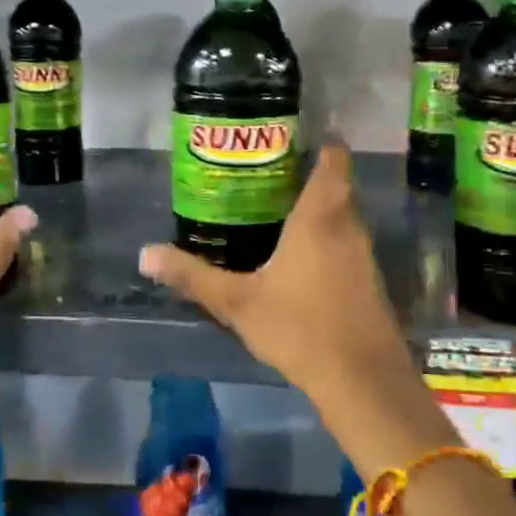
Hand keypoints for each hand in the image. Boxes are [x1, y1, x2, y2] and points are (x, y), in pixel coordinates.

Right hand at [138, 143, 414, 401]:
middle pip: (337, 185)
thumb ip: (192, 276)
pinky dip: (327, 238)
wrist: (362, 380)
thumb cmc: (299, 327)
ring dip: (319, 209)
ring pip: (343, 216)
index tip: (293, 136)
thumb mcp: (237, 302)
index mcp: (320, 216)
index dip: (322, 141)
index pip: (333, 159)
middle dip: (308, 175)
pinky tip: (300, 257)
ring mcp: (364, 255)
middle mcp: (348, 226)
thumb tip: (145, 254)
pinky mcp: (370, 281)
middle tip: (268, 173)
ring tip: (277, 209)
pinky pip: (347, 243)